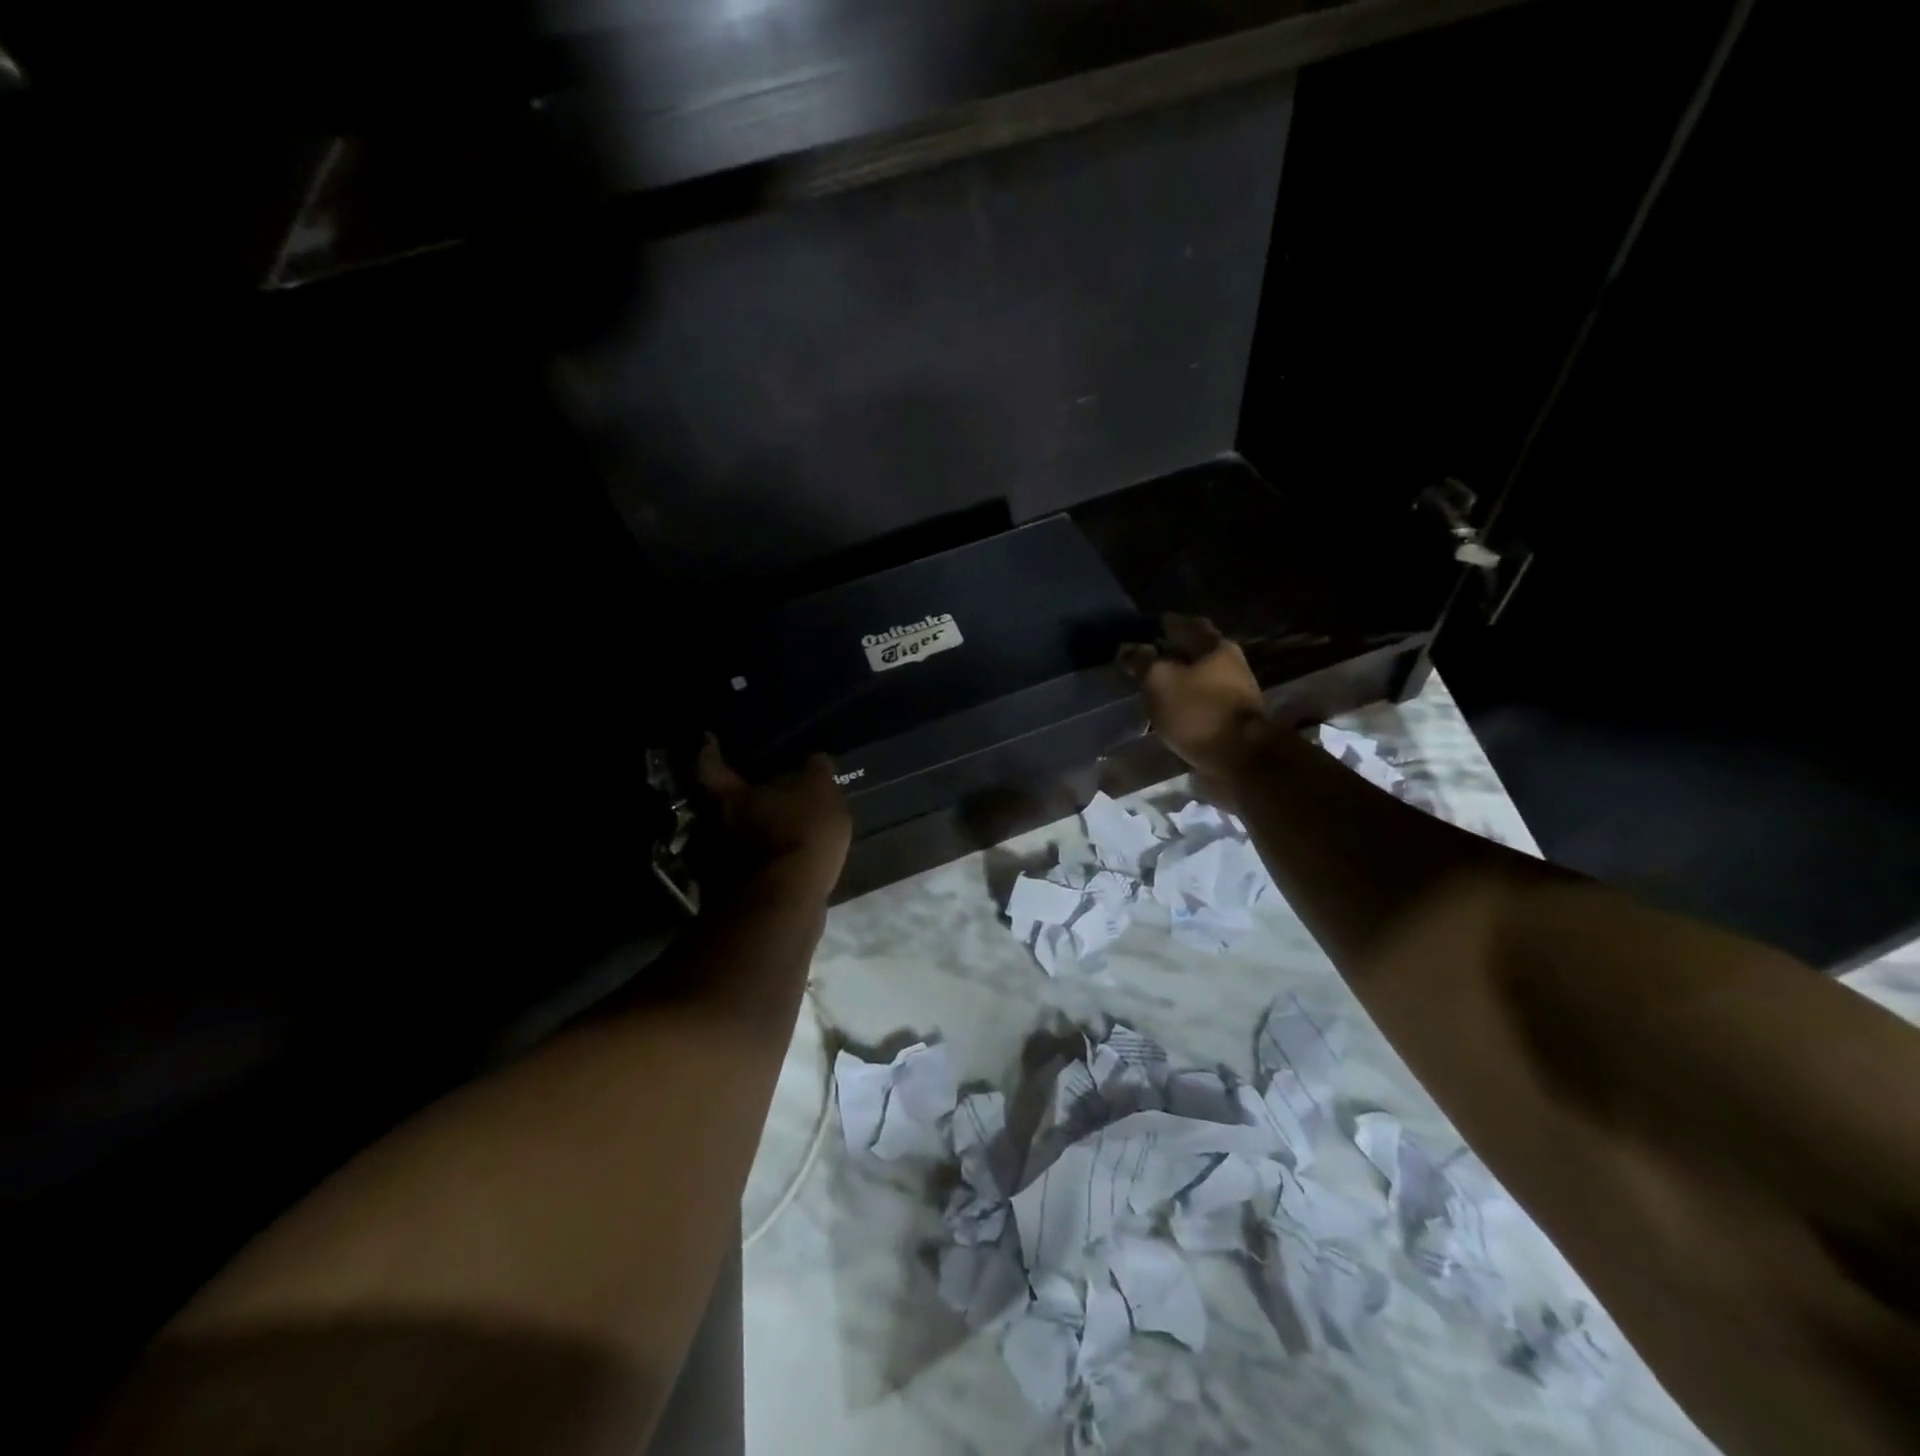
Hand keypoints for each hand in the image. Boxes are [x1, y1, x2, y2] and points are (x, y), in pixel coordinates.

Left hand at [697, 736, 852, 897]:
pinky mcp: (728, 896)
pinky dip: (754, 863)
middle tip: (754, 792)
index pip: (710, 765)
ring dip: (744, 835)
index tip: (710, 741)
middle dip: (733, 800)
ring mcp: (714, 864)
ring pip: (727, 839)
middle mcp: (710, 826)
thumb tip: (814, 760)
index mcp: (728, 796)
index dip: (711, 752)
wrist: (784, 904)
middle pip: (715, 805)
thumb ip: (816, 773)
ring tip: (770, 830)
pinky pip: (741, 869)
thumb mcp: (821, 794)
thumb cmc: (799, 835)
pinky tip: (776, 863)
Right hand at [1118, 614, 1267, 777]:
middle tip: (1143, 663)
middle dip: (1170, 655)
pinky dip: (1185, 703)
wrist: (1242, 759)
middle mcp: (1230, 663)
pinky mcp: (1232, 719)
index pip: (1186, 624)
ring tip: (1152, 689)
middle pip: (1195, 652)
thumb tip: (1127, 648)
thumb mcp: (1159, 681)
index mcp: (1214, 646)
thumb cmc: (1198, 712)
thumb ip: (1141, 661)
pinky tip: (1169, 712)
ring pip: (1199, 678)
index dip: (1162, 625)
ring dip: (1177, 681)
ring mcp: (1235, 693)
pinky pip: (1202, 703)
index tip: (1140, 632)